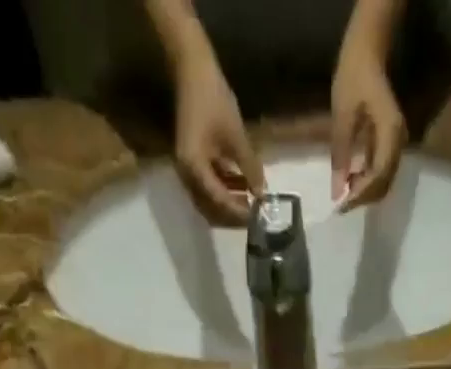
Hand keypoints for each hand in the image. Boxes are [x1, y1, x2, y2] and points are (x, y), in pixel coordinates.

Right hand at [172, 54, 265, 224]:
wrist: (193, 70)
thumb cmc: (213, 98)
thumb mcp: (236, 136)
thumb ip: (250, 168)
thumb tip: (263, 194)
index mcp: (194, 168)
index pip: (218, 202)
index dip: (239, 212)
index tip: (257, 216)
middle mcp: (187, 176)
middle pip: (211, 210)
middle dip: (233, 214)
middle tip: (254, 214)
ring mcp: (188, 171)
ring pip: (210, 201)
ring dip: (230, 203)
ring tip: (252, 199)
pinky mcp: (193, 164)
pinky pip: (209, 187)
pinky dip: (225, 190)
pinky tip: (242, 186)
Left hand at [330, 44, 405, 208]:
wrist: (367, 53)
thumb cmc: (353, 78)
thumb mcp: (342, 116)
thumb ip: (340, 155)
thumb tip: (336, 193)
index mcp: (391, 132)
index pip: (379, 175)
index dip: (361, 194)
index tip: (341, 206)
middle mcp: (399, 142)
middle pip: (384, 183)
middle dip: (363, 198)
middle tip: (340, 205)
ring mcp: (397, 143)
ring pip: (384, 181)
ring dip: (365, 192)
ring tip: (344, 195)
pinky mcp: (391, 144)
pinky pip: (382, 171)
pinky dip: (367, 182)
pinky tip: (351, 182)